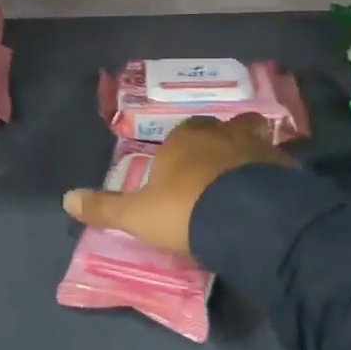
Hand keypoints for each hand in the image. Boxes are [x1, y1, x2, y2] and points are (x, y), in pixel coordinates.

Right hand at [61, 114, 290, 254]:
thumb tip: (65, 199)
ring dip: (246, 157)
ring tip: (245, 182)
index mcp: (182, 139)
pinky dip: (272, 176)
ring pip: (250, 141)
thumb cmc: (185, 210)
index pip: (178, 137)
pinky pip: (276, 165)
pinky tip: (271, 197)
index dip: (178, 154)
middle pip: (218, 130)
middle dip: (215, 146)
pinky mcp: (285, 165)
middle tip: (214, 175)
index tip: (179, 178)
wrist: (246, 218)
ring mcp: (256, 146)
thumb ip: (104, 208)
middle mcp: (219, 133)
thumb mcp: (137, 215)